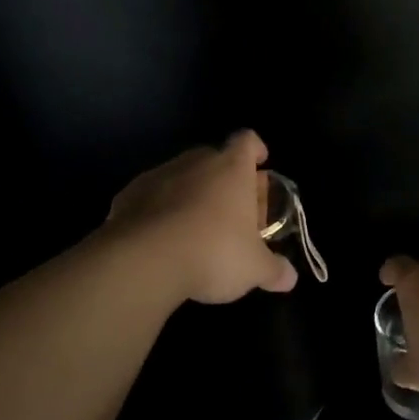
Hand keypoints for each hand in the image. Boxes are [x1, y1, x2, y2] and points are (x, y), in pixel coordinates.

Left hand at [106, 130, 298, 304]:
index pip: (247, 141)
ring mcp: (159, 175)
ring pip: (181, 176)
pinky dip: (159, 209)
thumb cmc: (213, 252)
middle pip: (214, 158)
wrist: (145, 259)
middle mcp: (196, 162)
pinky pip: (152, 196)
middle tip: (232, 209)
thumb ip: (274, 270)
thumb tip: (290, 278)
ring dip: (190, 193)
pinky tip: (162, 237)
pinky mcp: (128, 194)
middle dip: (224, 179)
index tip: (259, 164)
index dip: (255, 150)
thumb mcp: (253, 268)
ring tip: (196, 227)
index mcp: (231, 168)